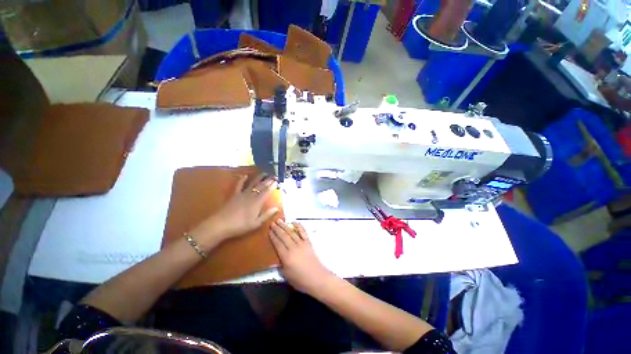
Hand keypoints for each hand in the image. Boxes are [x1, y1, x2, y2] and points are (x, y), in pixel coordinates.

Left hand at [190, 173, 278, 248]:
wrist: (221, 224)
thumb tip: (277, 208)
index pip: (267, 191)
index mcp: (257, 202)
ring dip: (259, 178)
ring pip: (252, 184)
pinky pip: (239, 185)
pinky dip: (242, 180)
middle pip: (261, 186)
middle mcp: (251, 195)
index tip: (277, 181)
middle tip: (274, 176)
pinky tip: (245, 175)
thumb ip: (267, 215)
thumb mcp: (256, 223)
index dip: (272, 186)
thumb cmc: (240, 225)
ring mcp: (242, 194)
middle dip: (268, 180)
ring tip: (264, 173)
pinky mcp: (234, 195)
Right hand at [269, 220, 333, 293]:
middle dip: (277, 229)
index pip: (277, 244)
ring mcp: (302, 244)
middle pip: (283, 236)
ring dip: (285, 226)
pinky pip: (303, 232)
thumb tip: (277, 259)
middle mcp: (293, 248)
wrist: (317, 278)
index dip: (273, 236)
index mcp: (286, 257)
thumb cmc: (301, 280)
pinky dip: (298, 226)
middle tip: (272, 223)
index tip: (269, 230)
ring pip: (291, 233)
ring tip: (279, 220)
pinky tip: (294, 222)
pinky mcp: (308, 242)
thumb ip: (281, 266)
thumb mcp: (286, 276)